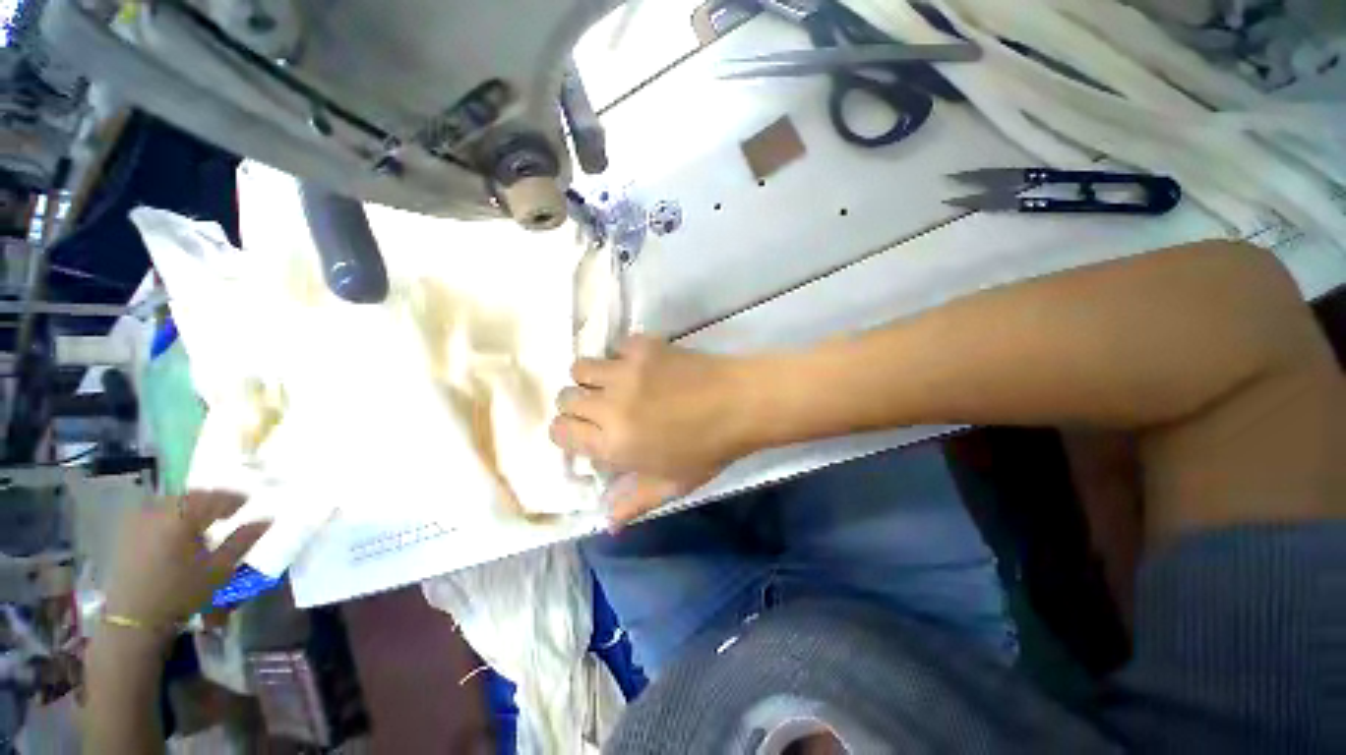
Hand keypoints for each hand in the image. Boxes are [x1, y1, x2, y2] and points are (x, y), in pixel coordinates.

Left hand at [103, 491, 268, 632]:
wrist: (134, 617)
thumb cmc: (182, 591)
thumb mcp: (219, 569)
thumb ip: (243, 541)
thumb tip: (267, 519)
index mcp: (184, 515)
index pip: (214, 497)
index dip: (233, 499)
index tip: (247, 503)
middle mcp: (159, 510)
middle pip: (190, 497)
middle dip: (210, 501)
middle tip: (226, 510)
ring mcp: (139, 520)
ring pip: (171, 503)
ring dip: (189, 508)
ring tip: (202, 521)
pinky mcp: (128, 532)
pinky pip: (155, 513)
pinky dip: (171, 516)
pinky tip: (177, 530)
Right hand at [550, 336, 753, 525]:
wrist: (740, 403)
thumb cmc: (709, 449)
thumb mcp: (672, 484)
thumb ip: (634, 503)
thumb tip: (607, 524)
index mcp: (613, 443)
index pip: (560, 432)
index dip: (567, 434)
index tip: (585, 434)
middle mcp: (611, 405)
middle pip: (565, 397)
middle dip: (577, 407)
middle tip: (600, 411)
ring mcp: (626, 371)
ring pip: (580, 367)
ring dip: (591, 379)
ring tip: (613, 386)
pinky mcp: (644, 347)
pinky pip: (614, 346)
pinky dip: (619, 356)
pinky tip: (639, 367)